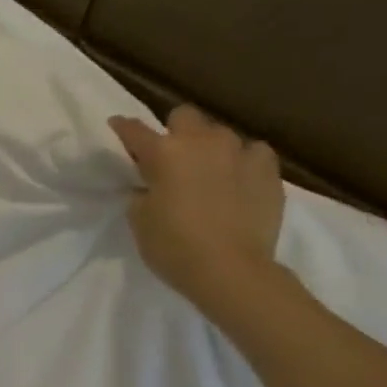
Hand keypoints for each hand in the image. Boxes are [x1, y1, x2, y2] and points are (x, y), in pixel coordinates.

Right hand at [108, 105, 284, 318]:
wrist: (231, 270)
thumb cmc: (173, 246)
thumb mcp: (140, 220)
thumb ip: (142, 193)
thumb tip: (149, 186)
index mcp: (163, 153)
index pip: (134, 130)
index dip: (123, 128)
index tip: (117, 126)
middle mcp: (201, 142)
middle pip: (184, 115)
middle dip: (175, 130)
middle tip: (171, 155)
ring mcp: (239, 152)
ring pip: (220, 133)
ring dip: (210, 146)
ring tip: (209, 170)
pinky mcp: (268, 169)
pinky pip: (253, 152)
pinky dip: (243, 161)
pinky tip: (239, 179)